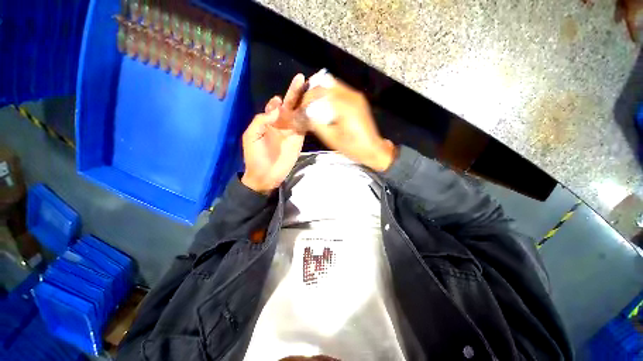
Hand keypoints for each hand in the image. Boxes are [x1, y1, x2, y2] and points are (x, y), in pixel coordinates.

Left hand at [241, 74, 306, 193]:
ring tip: (314, 91)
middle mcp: (282, 122)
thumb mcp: (251, 136)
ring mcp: (292, 130)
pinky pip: (306, 125)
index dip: (278, 101)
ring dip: (306, 102)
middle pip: (290, 104)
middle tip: (301, 80)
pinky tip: (316, 109)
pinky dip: (311, 117)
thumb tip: (278, 108)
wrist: (266, 175)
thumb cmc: (255, 156)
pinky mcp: (300, 138)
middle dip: (295, 92)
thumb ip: (261, 120)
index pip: (275, 105)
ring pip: (300, 112)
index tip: (280, 101)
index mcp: (268, 120)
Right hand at [302, 74, 395, 171]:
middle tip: (306, 104)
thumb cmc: (352, 147)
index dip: (307, 97)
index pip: (320, 91)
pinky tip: (326, 105)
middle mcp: (351, 96)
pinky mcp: (358, 100)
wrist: (372, 149)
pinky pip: (340, 91)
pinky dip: (330, 95)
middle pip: (326, 84)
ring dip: (321, 92)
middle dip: (313, 92)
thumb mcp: (331, 138)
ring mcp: (356, 96)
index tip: (301, 107)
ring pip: (333, 85)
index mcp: (344, 105)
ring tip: (314, 104)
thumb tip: (306, 113)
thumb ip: (317, 123)